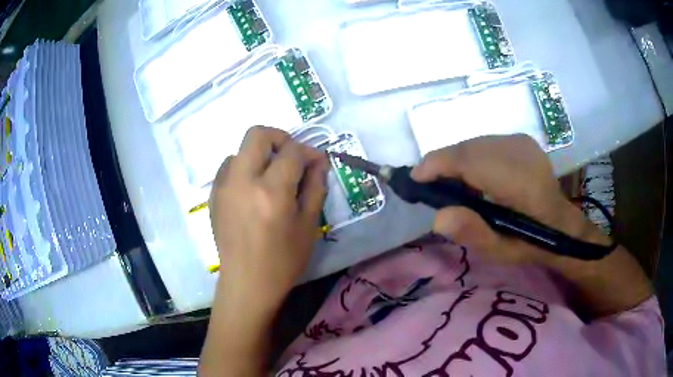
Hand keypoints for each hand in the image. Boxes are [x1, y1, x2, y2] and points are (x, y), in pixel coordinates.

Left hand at [209, 126, 328, 311]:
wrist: (247, 283)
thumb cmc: (283, 260)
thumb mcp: (308, 225)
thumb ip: (315, 187)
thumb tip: (319, 162)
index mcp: (271, 191)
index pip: (292, 151)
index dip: (309, 151)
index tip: (317, 162)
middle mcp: (243, 180)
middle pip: (258, 134)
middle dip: (280, 138)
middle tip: (291, 158)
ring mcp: (223, 187)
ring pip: (241, 150)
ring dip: (260, 154)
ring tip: (270, 176)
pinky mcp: (214, 196)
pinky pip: (228, 167)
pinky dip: (243, 168)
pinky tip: (252, 189)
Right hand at [411, 134, 610, 264]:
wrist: (562, 224)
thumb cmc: (531, 243)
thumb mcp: (501, 251)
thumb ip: (473, 232)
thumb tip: (438, 216)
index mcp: (518, 179)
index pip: (468, 159)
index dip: (436, 165)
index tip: (414, 180)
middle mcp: (519, 150)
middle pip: (467, 148)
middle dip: (443, 164)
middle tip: (431, 189)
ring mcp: (521, 141)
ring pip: (474, 143)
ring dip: (457, 162)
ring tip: (453, 186)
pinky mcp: (521, 140)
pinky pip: (485, 143)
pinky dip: (472, 157)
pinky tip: (475, 178)